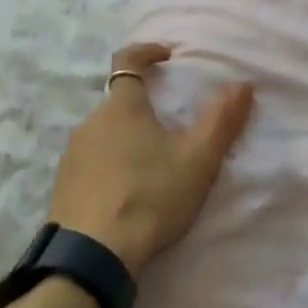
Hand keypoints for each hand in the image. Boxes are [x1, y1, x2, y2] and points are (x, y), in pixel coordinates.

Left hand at [47, 43, 254, 274]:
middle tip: (174, 130)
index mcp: (122, 107)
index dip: (148, 52)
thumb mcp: (198, 159)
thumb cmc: (150, 196)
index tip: (168, 56)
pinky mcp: (63, 187)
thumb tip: (243, 84)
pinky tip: (129, 194)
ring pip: (105, 135)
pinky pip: (92, 163)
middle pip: (120, 103)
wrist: (93, 255)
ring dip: (129, 140)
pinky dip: (112, 167)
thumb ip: (222, 120)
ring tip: (155, 167)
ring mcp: (72, 156)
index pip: (128, 61)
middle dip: (146, 109)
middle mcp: (90, 123)